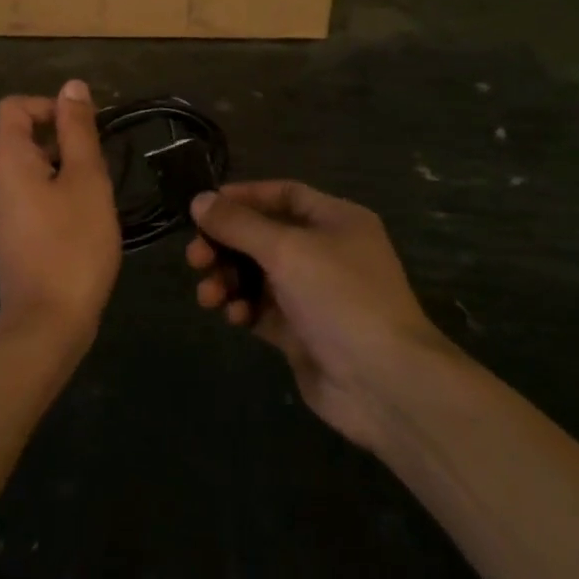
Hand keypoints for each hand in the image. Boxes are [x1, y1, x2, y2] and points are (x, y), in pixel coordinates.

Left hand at [0, 80, 121, 354]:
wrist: (48, 323)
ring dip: (67, 168)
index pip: (15, 106)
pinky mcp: (15, 234)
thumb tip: (72, 87)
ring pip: (35, 168)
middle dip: (65, 138)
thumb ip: (78, 130)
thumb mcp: (86, 179)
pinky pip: (35, 195)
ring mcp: (4, 210)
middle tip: (101, 163)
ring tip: (98, 192)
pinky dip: (60, 193)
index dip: (49, 105)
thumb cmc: (72, 244)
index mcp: (8, 159)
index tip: (84, 128)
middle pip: (25, 136)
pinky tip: (87, 218)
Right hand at [187, 181, 457, 451]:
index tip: (204, 207)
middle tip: (194, 257)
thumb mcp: (286, 249)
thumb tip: (199, 200)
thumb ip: (239, 224)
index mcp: (335, 220)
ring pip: (257, 275)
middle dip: (226, 245)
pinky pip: (262, 309)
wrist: (384, 383)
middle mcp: (326, 252)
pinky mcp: (302, 332)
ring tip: (207, 294)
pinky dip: (243, 308)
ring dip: (227, 279)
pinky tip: (233, 316)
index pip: (283, 195)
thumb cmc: (340, 297)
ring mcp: (314, 294)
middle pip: (263, 236)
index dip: (243, 197)